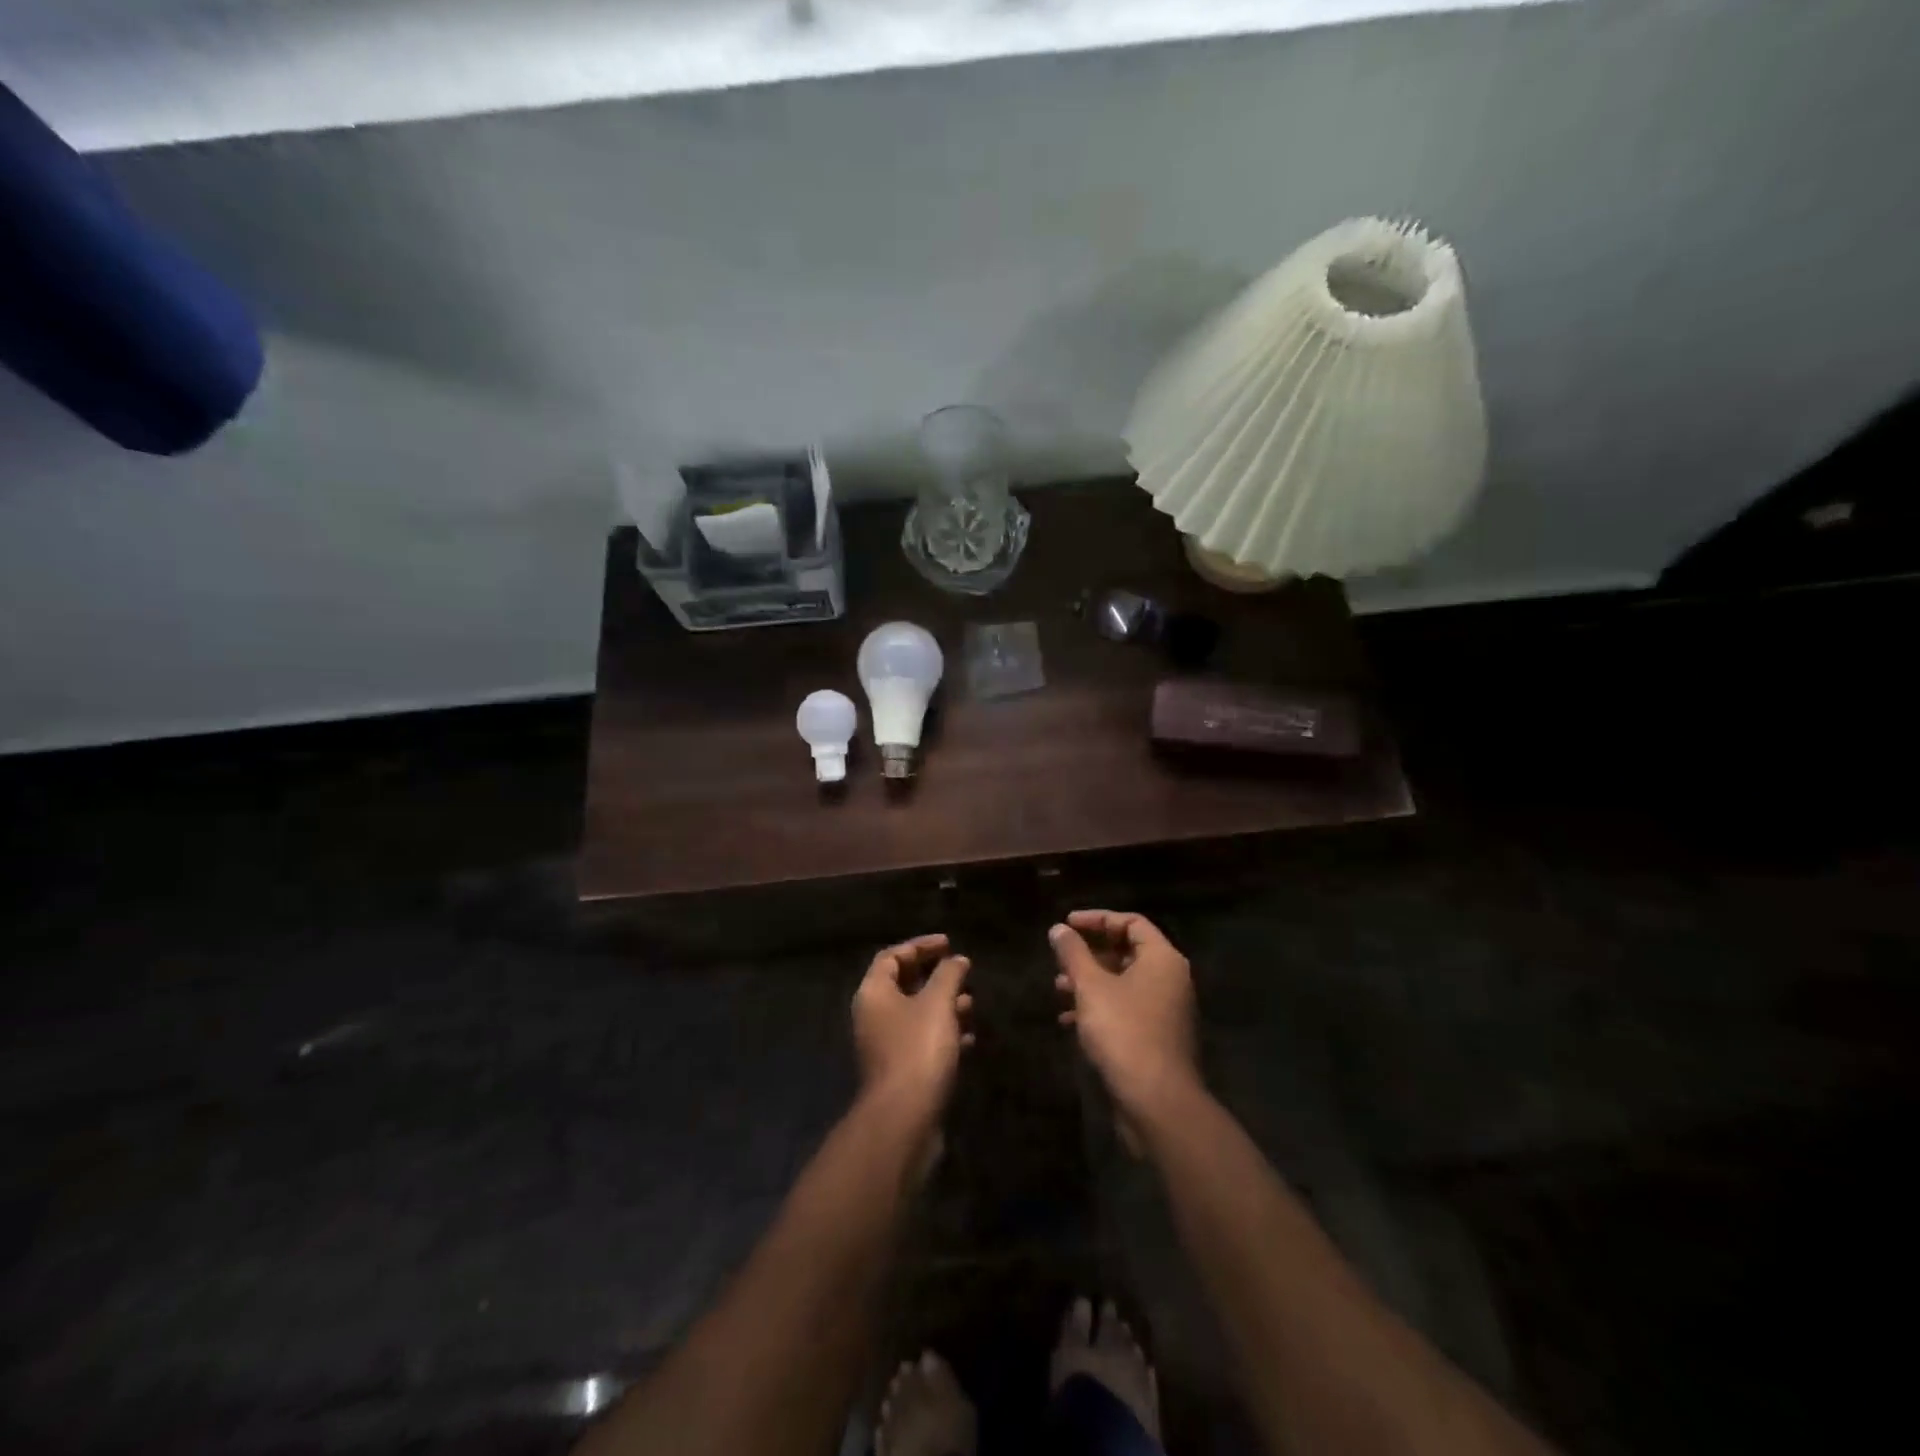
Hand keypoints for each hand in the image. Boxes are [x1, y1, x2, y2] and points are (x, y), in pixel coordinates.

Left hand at [853, 934, 973, 1115]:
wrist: (904, 1118)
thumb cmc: (918, 1049)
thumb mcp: (937, 1003)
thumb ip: (948, 975)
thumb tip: (957, 960)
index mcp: (874, 993)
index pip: (892, 957)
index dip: (920, 946)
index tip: (949, 944)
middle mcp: (874, 1016)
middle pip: (903, 984)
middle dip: (935, 977)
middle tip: (962, 972)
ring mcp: (885, 1045)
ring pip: (916, 1014)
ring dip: (943, 1005)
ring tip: (971, 1004)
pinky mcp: (900, 1070)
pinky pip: (922, 1041)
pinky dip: (944, 1033)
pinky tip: (968, 1038)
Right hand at [1050, 911, 1197, 1137]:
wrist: (1157, 1102)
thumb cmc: (1124, 1032)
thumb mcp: (1091, 987)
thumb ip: (1073, 953)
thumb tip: (1059, 929)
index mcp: (1162, 959)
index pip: (1131, 922)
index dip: (1097, 919)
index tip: (1067, 924)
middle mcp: (1170, 980)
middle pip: (1127, 951)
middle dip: (1090, 953)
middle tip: (1061, 958)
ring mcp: (1166, 1010)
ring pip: (1123, 983)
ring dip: (1090, 981)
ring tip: (1058, 988)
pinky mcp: (1157, 1037)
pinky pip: (1126, 1009)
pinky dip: (1099, 1007)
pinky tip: (1069, 1021)